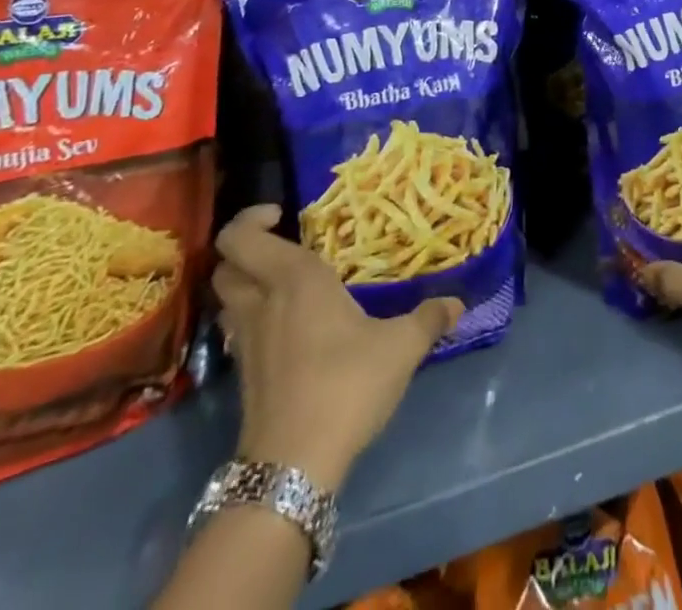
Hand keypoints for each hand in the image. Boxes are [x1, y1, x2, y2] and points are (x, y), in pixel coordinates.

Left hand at [213, 205, 462, 491]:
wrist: (294, 467)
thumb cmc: (346, 385)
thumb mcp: (400, 348)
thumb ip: (428, 319)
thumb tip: (456, 303)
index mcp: (294, 279)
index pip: (241, 236)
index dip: (250, 217)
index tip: (282, 214)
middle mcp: (262, 302)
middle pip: (225, 264)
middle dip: (245, 248)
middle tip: (283, 244)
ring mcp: (247, 341)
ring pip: (227, 298)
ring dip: (245, 283)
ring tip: (285, 284)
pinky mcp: (245, 376)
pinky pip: (238, 330)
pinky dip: (253, 318)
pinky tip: (287, 328)